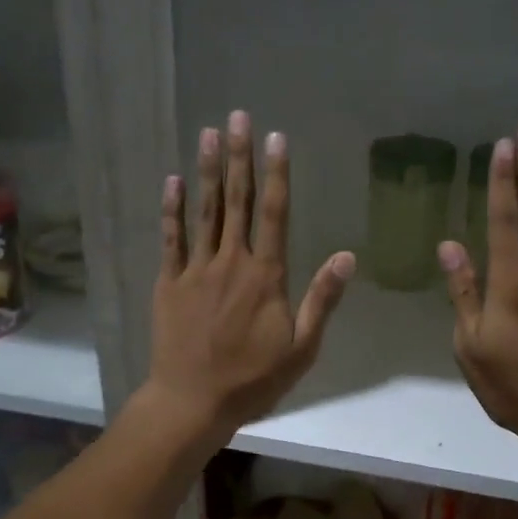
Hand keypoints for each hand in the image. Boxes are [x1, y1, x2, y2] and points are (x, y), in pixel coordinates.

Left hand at [143, 111, 355, 447]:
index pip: (274, 214)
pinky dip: (172, 210)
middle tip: (238, 117)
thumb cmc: (253, 379)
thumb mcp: (301, 348)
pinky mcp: (169, 284)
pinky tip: (173, 181)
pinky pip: (171, 239)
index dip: (276, 174)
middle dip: (240, 157)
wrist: (192, 401)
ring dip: (209, 172)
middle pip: (237, 202)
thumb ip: (322, 299)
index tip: (277, 138)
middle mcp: (231, 262)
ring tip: (208, 134)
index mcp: (266, 276)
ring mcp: (196, 270)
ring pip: (204, 212)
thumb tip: (347, 257)